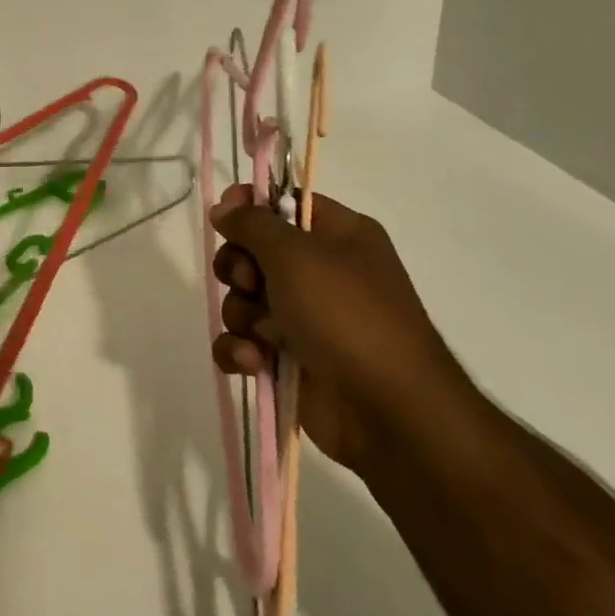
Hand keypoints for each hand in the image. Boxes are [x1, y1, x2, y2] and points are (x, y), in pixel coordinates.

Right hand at [209, 183, 475, 471]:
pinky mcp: (288, 359)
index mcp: (339, 235)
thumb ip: (253, 223)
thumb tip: (224, 207)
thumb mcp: (296, 255)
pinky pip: (243, 341)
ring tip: (264, 336)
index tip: (225, 217)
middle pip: (253, 252)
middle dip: (240, 269)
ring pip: (243, 299)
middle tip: (252, 284)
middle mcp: (322, 272)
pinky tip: (253, 363)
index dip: (250, 206)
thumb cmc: (347, 317)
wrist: (389, 413)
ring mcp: (304, 318)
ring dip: (242, 315)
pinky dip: (240, 350)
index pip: (284, 202)